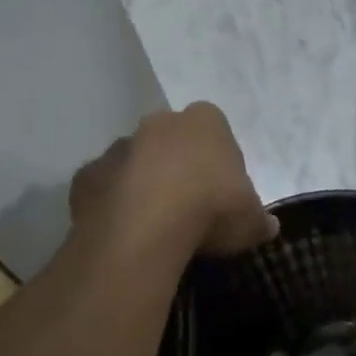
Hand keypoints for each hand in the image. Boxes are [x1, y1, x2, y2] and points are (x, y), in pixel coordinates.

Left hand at [69, 103, 277, 255]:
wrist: (144, 229)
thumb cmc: (211, 210)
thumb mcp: (251, 221)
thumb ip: (260, 219)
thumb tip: (269, 226)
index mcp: (205, 122)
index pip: (215, 131)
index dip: (218, 161)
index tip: (222, 193)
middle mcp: (159, 123)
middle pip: (171, 141)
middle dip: (177, 166)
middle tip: (187, 207)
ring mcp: (119, 147)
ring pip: (134, 161)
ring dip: (142, 183)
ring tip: (153, 225)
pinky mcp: (87, 175)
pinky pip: (105, 188)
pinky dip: (113, 204)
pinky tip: (124, 232)